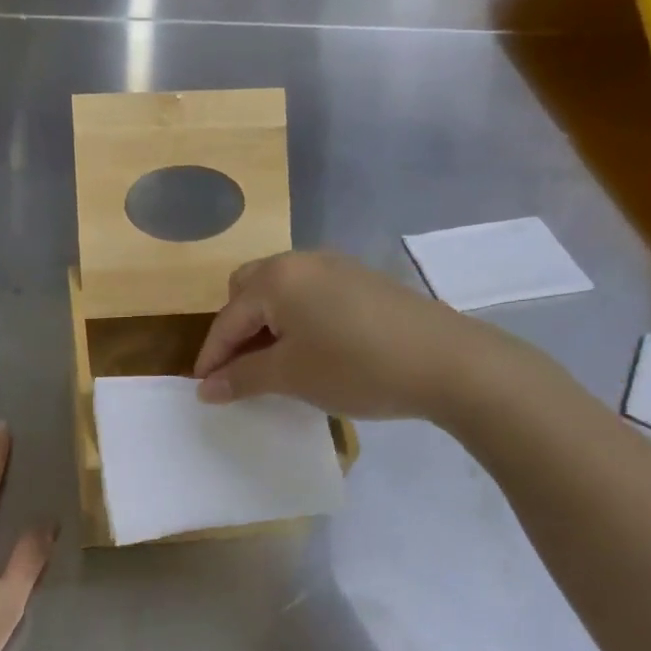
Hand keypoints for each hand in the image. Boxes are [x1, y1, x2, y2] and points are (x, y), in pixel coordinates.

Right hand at [192, 250, 503, 420]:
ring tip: (274, 362)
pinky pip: (309, 294)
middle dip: (236, 329)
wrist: (448, 362)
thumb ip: (241, 378)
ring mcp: (334, 266)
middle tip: (240, 368)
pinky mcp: (361, 280)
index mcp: (275, 278)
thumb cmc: (355, 367)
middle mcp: (300, 261)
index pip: (227, 319)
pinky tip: (312, 349)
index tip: (202, 390)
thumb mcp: (291, 376)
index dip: (211, 357)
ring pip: (280, 291)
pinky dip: (296, 318)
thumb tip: (205, 388)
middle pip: (247, 290)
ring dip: (266, 323)